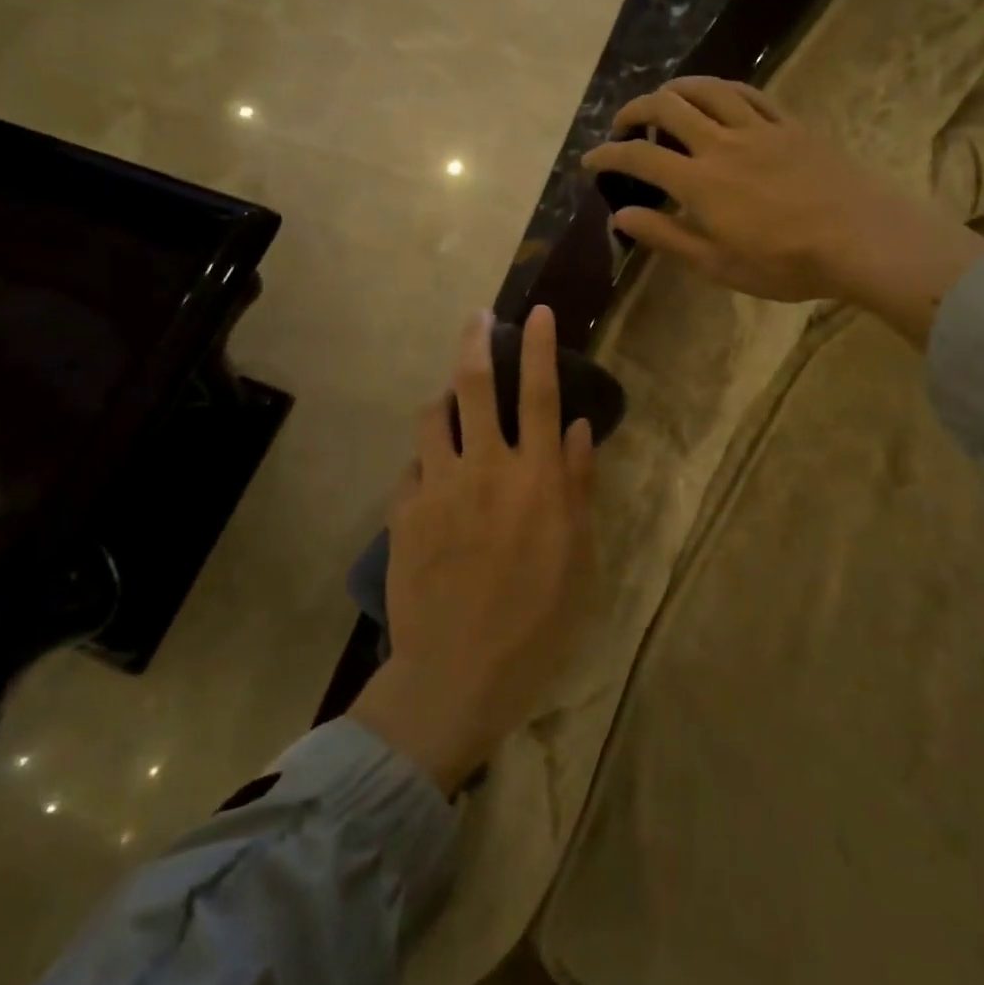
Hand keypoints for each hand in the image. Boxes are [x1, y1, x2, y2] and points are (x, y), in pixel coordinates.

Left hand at [348, 306, 596, 793]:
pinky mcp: (404, 512)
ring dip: (444, 396)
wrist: (458, 673)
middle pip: (475, 385)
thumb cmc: (537, 620)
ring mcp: (438, 487)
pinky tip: (433, 471)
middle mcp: (486, 468)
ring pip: (433, 417)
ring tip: (451, 396)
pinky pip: (413, 466)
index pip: (541, 394)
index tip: (534, 311)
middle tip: (476, 316)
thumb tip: (579, 428)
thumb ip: (579, 485)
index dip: (538, 347)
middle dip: (475, 340)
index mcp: (537, 478)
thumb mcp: (579, 556)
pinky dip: (426, 458)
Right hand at [579, 77, 983, 343]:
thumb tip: (620, 216)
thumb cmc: (785, 263)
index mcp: (699, 181)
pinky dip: (723, 90)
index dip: (608, 155)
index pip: (640, 157)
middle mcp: (722, 143)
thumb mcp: (717, 264)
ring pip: (708, 90)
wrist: (860, 238)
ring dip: (676, 88)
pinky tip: (718, 96)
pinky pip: (750, 94)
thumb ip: (667, 236)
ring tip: (664, 100)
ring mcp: (759, 128)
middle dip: (635, 109)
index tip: (590, 160)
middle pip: (668, 107)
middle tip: (623, 125)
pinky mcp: (791, 125)